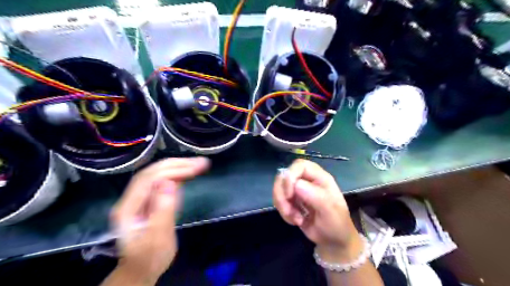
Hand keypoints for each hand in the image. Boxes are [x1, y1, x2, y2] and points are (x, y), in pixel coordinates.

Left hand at [110, 158, 208, 284]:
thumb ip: (163, 210)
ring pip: (159, 174)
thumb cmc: (149, 258)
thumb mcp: (158, 238)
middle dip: (178, 165)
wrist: (141, 269)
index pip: (149, 179)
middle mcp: (132, 199)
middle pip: (153, 172)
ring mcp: (140, 198)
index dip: (172, 170)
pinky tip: (190, 171)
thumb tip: (169, 183)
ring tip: (200, 163)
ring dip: (180, 166)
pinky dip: (178, 174)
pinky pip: (163, 182)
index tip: (195, 169)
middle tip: (201, 162)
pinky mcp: (150, 200)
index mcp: (128, 208)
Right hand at [273, 159, 359, 261]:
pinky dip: (284, 212)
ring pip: (279, 189)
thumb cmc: (336, 223)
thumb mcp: (330, 210)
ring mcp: (298, 190)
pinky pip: (279, 201)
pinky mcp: (291, 201)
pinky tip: (295, 221)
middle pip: (284, 176)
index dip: (290, 176)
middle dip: (282, 194)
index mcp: (319, 177)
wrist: (333, 240)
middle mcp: (307, 180)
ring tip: (295, 219)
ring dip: (282, 205)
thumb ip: (315, 196)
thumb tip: (296, 185)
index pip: (299, 165)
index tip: (289, 194)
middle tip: (288, 211)